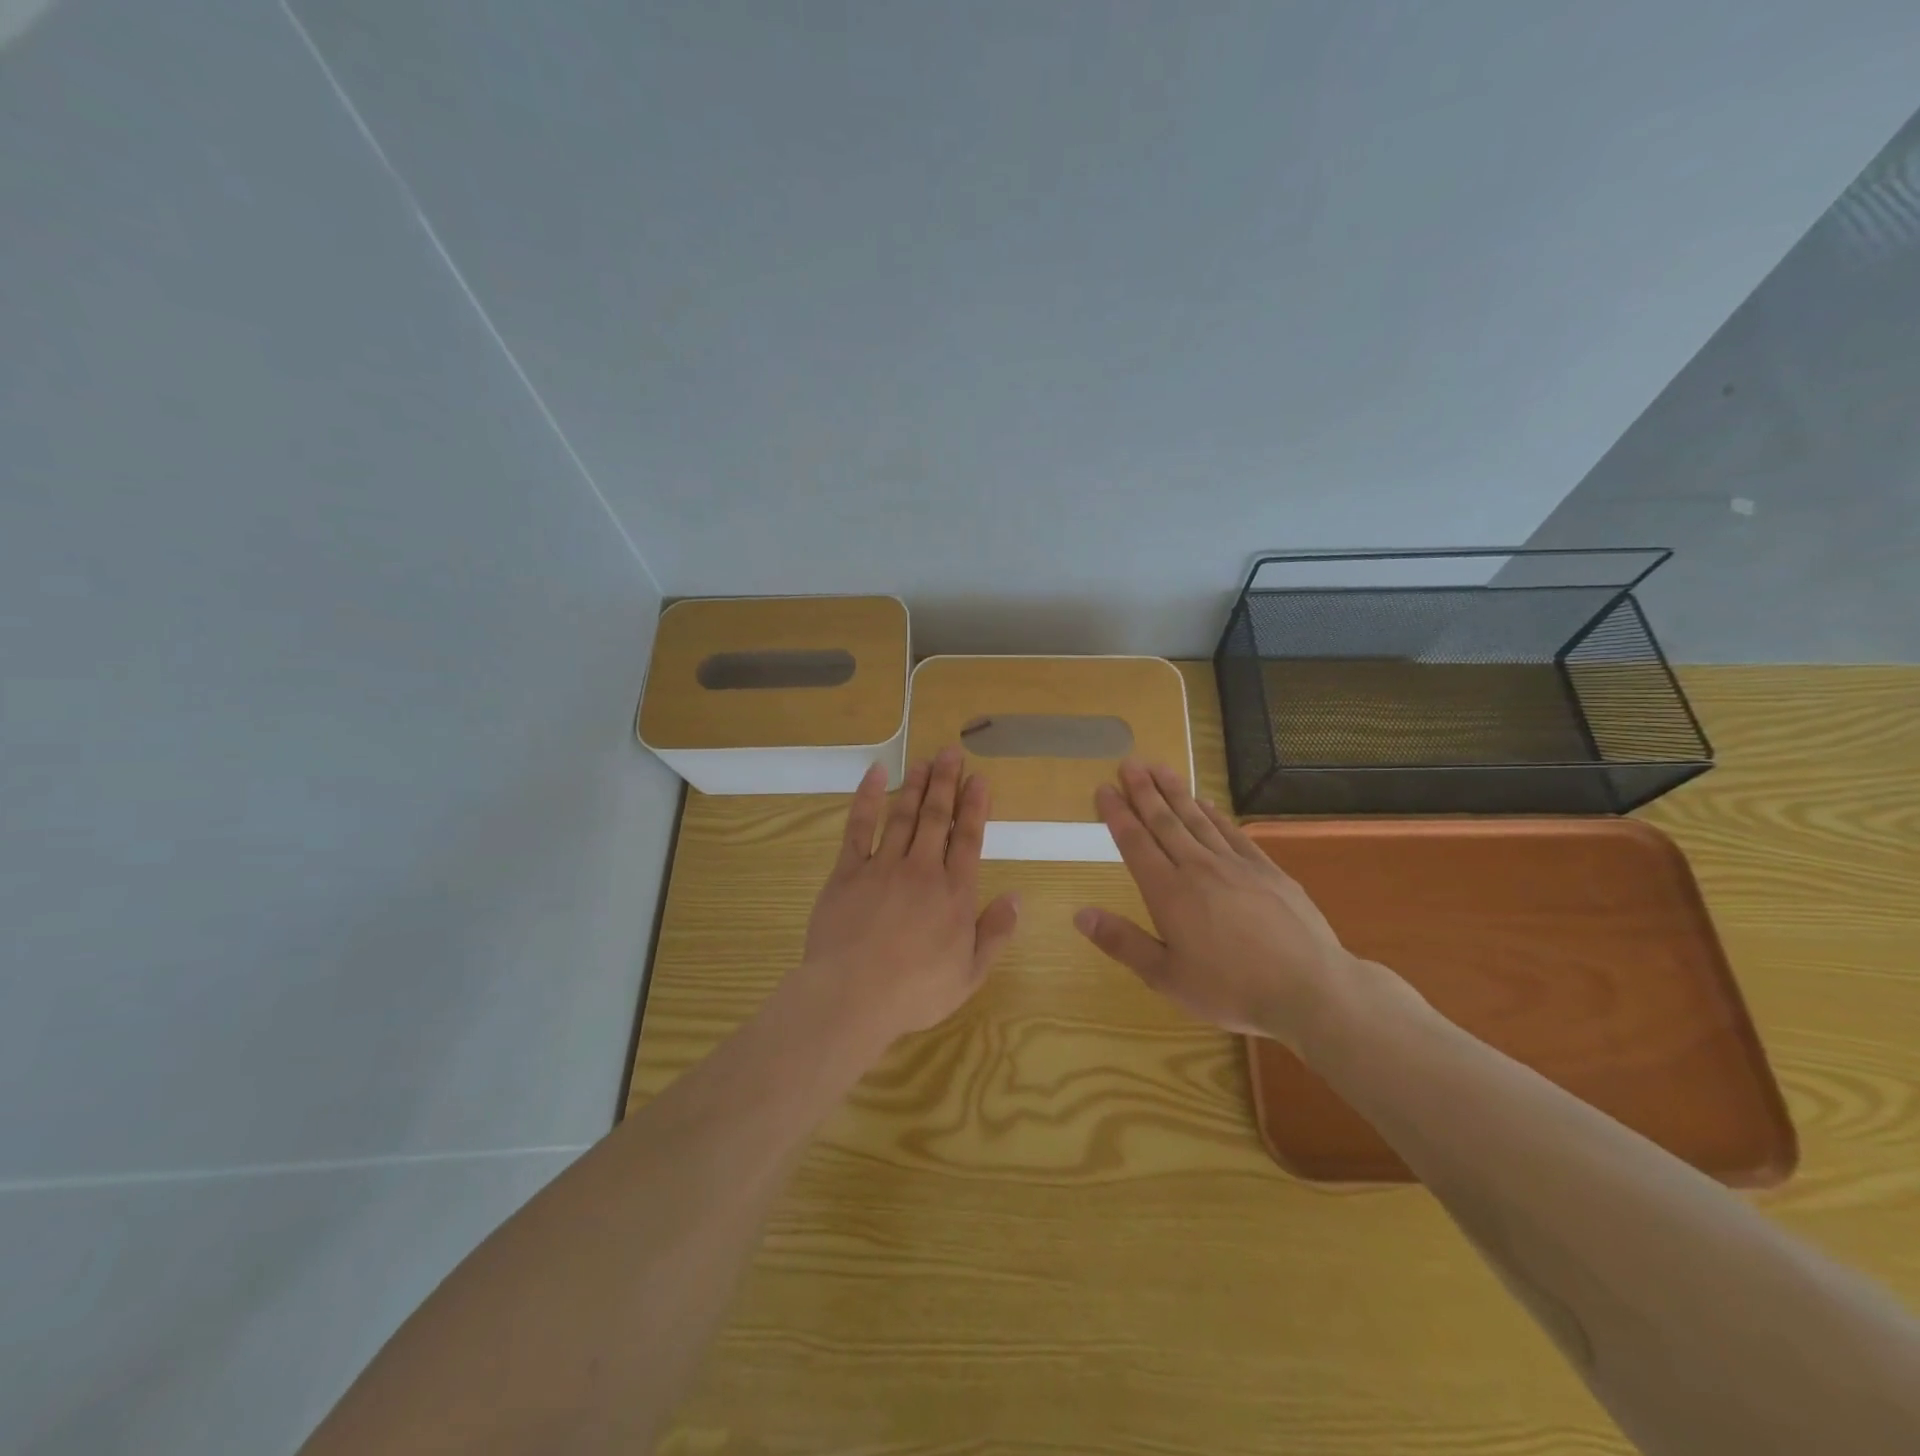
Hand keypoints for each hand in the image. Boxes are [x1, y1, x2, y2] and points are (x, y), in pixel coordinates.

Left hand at [800, 747, 1020, 1048]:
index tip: (979, 778)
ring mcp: (883, 867)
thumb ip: (995, 933)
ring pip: (903, 815)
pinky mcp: (848, 872)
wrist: (853, 996)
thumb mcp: (970, 974)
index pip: (968, 838)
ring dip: (916, 785)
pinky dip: (868, 798)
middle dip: (946, 783)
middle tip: (951, 752)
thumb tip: (1016, 897)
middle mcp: (922, 870)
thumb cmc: (915, 992)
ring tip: (924, 761)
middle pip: (937, 818)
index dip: (975, 806)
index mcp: (954, 893)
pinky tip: (875, 775)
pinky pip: (859, 827)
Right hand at [1073, 760, 1358, 1048]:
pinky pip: (1233, 832)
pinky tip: (1206, 802)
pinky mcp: (1267, 870)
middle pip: (1165, 821)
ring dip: (1175, 792)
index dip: (1117, 814)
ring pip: (1197, 819)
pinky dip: (1215, 814)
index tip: (1104, 788)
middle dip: (1144, 791)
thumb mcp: (1166, 978)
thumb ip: (1122, 942)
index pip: (1135, 843)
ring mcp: (1236, 865)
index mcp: (1168, 893)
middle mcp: (1198, 868)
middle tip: (1129, 763)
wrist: (1310, 989)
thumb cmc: (1231, 990)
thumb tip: (1080, 913)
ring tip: (1159, 767)